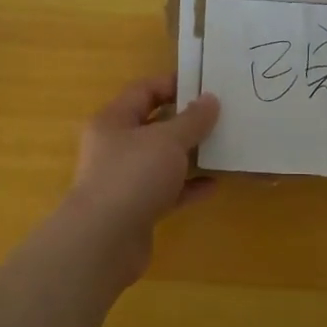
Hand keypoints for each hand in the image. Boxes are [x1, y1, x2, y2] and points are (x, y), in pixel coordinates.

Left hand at [65, 76, 220, 279]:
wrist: (103, 241)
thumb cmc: (132, 176)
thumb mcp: (168, 140)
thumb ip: (192, 120)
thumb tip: (210, 99)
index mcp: (113, 120)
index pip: (144, 91)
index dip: (173, 84)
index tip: (206, 85)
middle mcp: (115, 147)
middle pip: (153, 125)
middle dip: (185, 121)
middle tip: (220, 116)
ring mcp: (124, 180)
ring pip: (161, 160)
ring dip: (189, 155)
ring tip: (222, 147)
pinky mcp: (136, 209)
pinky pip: (167, 191)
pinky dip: (188, 187)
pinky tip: (213, 184)